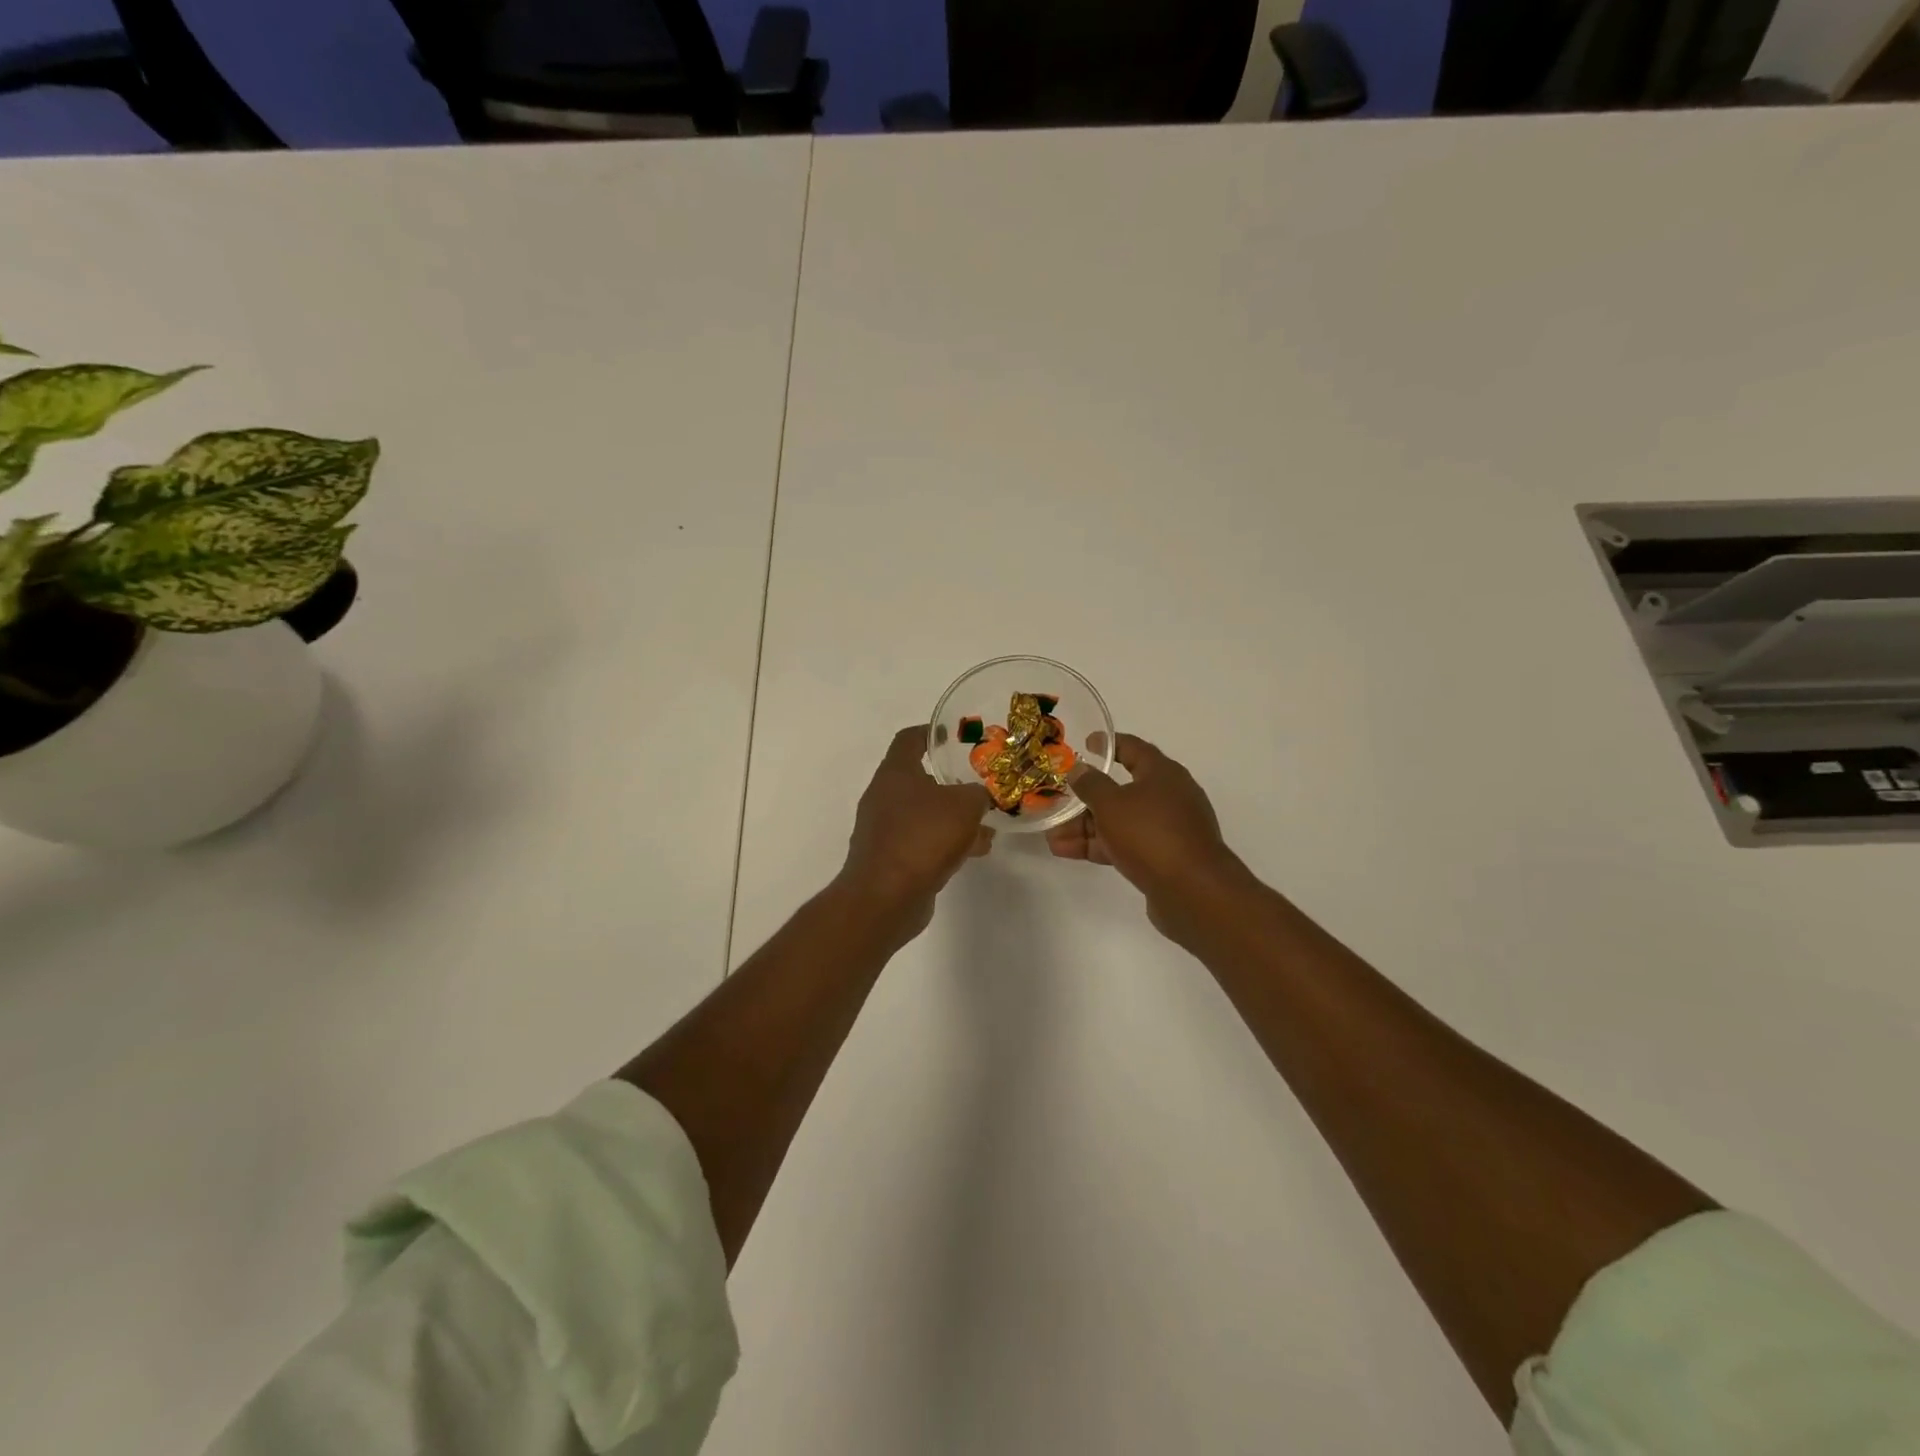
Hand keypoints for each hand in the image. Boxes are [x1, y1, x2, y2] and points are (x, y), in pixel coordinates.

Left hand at [839, 725, 993, 929]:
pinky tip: (974, 853)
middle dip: (951, 783)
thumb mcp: (964, 806)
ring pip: (924, 814)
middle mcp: (884, 796)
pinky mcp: (890, 859)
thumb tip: (979, 797)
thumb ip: (978, 794)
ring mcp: (884, 830)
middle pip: (919, 779)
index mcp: (895, 773)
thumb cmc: (923, 837)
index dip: (931, 732)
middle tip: (979, 785)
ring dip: (953, 819)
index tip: (953, 734)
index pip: (909, 739)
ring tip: (987, 827)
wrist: (886, 897)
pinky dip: (946, 843)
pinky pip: (922, 842)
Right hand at [1047, 733, 1243, 942]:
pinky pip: (1125, 844)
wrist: (1193, 892)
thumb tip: (1079, 769)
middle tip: (1057, 802)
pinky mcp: (1162, 858)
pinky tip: (1067, 852)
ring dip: (1086, 827)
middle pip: (1121, 790)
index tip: (1085, 744)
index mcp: (1163, 774)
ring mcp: (1167, 830)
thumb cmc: (1150, 834)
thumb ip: (1091, 784)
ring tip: (1051, 837)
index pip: (1133, 749)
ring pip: (1120, 822)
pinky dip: (1099, 845)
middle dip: (1086, 799)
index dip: (1108, 745)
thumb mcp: (1112, 804)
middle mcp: (1168, 797)